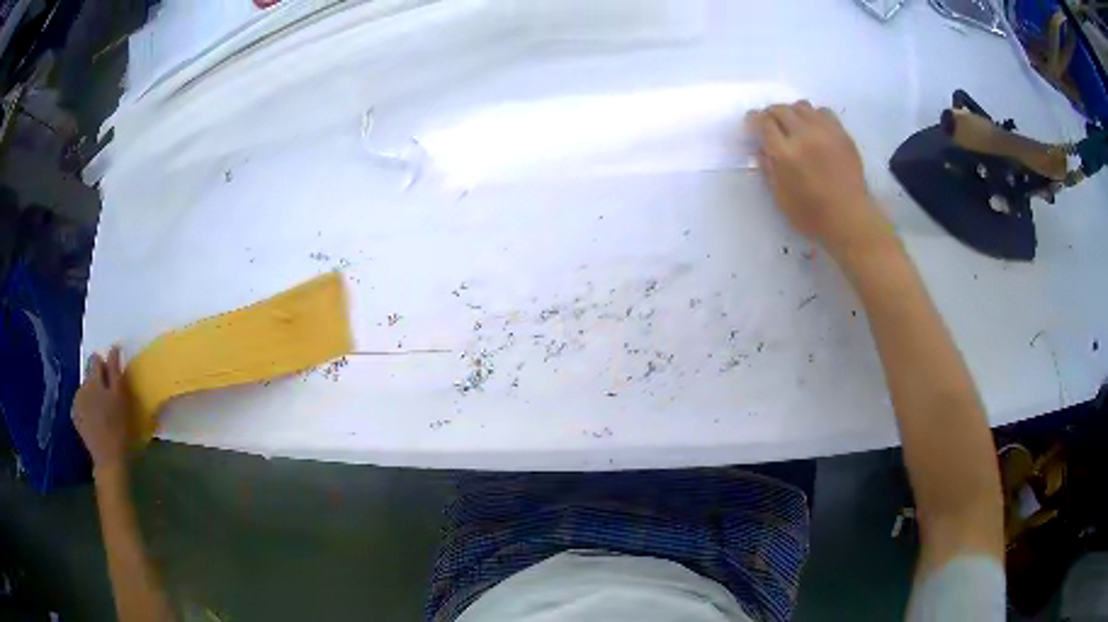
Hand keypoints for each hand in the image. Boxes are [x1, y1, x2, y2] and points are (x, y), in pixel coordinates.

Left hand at [73, 345, 130, 473]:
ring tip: (102, 411)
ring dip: (92, 395)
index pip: (95, 360)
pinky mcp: (75, 417)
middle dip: (97, 381)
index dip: (104, 366)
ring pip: (85, 390)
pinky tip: (94, 420)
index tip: (112, 377)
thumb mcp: (121, 398)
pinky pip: (81, 404)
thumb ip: (115, 371)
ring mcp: (76, 403)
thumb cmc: (119, 428)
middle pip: (89, 375)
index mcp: (93, 380)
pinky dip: (87, 408)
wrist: (109, 460)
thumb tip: (113, 347)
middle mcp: (81, 387)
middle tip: (109, 397)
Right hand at [746, 101, 893, 258]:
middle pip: (780, 109)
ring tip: (793, 124)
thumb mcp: (781, 197)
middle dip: (770, 114)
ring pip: (801, 106)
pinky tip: (814, 128)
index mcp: (785, 154)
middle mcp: (804, 135)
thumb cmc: (812, 215)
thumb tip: (761, 148)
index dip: (754, 120)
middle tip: (770, 124)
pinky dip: (814, 115)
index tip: (752, 124)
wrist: (850, 218)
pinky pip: (823, 111)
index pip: (763, 122)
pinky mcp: (841, 134)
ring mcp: (825, 132)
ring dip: (792, 112)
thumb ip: (768, 169)